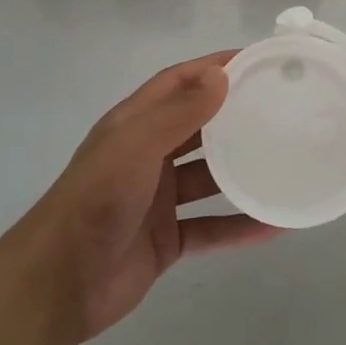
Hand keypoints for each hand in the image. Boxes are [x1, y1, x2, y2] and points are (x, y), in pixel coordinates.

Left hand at [11, 54, 281, 344]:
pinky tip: (275, 225)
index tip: (256, 61)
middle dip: (234, 115)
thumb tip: (221, 74)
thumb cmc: (97, 199)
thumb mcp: (137, 145)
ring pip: (208, 178)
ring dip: (242, 171)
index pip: (178, 82)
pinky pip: (211, 227)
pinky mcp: (166, 240)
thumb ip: (179, 112)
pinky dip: (240, 226)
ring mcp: (157, 199)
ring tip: (285, 161)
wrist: (59, 283)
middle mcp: (147, 155)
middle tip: (281, 108)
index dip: (213, 68)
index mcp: (134, 124)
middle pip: (197, 127)